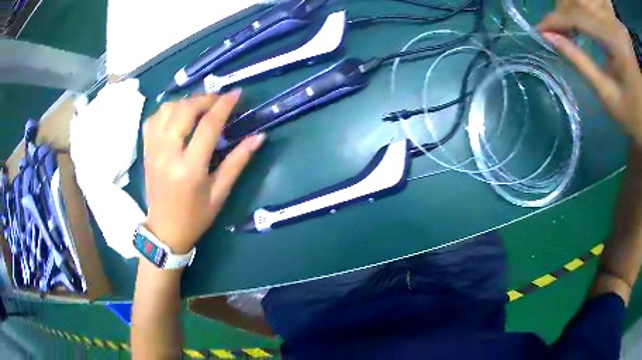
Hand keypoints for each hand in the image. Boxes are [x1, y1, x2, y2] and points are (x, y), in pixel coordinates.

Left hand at [142, 91, 264, 253]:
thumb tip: (259, 136)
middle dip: (204, 99)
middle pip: (184, 110)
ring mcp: (153, 151)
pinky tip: (178, 115)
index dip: (224, 105)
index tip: (236, 93)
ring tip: (200, 107)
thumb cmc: (196, 217)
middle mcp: (167, 154)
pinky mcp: (146, 151)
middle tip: (219, 100)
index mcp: (190, 169)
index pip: (208, 126)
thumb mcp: (220, 193)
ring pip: (166, 110)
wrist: (164, 231)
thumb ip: (238, 162)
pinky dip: (167, 110)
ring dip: (186, 102)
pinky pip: (153, 119)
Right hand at [538, 0, 641, 141]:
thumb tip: (550, 38)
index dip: (556, 19)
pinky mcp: (610, 22)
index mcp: (614, 41)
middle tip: (556, 25)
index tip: (540, 30)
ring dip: (573, 3)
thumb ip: (580, 63)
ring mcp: (609, 20)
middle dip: (563, 7)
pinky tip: (585, 14)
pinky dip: (586, 5)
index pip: (577, 16)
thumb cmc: (635, 117)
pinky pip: (595, 2)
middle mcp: (610, 23)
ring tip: (569, 19)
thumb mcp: (609, 96)